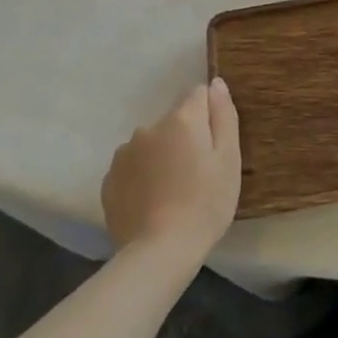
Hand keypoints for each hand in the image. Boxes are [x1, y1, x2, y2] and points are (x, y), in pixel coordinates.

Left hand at [102, 79, 240, 262]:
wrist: (159, 253)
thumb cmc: (205, 203)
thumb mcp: (228, 159)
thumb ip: (223, 115)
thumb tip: (216, 83)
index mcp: (181, 119)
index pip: (198, 95)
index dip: (210, 115)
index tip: (214, 145)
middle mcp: (148, 128)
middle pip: (174, 120)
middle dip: (185, 137)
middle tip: (197, 173)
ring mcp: (124, 154)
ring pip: (151, 143)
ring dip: (162, 156)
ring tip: (172, 191)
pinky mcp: (109, 181)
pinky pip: (133, 167)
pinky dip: (142, 176)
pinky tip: (152, 202)